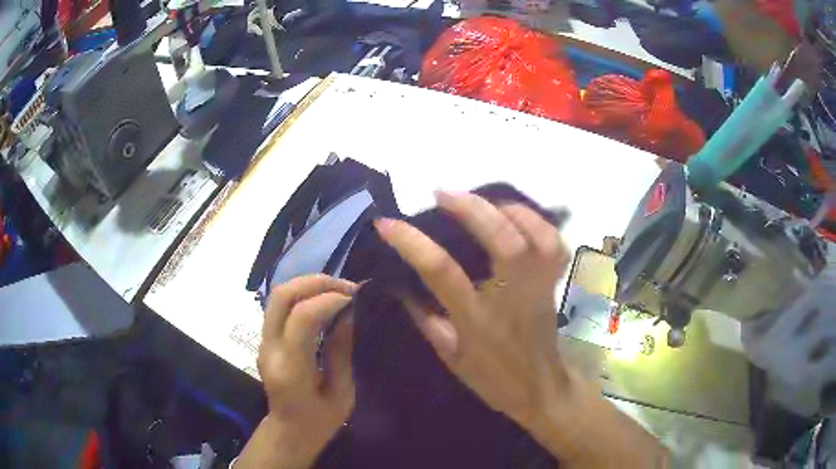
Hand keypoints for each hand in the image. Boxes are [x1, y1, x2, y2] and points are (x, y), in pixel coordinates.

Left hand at [236, 275, 356, 468]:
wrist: (289, 431)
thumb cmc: (320, 421)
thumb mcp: (342, 393)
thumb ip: (341, 351)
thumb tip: (348, 312)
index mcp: (291, 369)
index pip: (302, 318)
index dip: (329, 300)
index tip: (355, 299)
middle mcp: (270, 349)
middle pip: (281, 296)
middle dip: (315, 282)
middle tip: (346, 287)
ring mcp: (263, 342)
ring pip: (277, 296)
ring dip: (308, 285)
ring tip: (338, 290)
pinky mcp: (265, 339)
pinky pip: (280, 306)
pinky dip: (302, 295)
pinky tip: (323, 300)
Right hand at [374, 191, 570, 428]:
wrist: (540, 389)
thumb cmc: (491, 377)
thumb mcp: (449, 355)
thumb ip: (425, 318)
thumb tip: (401, 284)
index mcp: (477, 319)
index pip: (442, 272)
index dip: (411, 242)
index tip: (386, 223)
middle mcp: (512, 296)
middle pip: (503, 240)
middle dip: (471, 208)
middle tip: (443, 193)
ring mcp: (538, 286)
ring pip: (537, 236)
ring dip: (508, 209)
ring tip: (483, 200)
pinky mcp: (553, 283)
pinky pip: (554, 243)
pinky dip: (537, 221)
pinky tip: (517, 214)